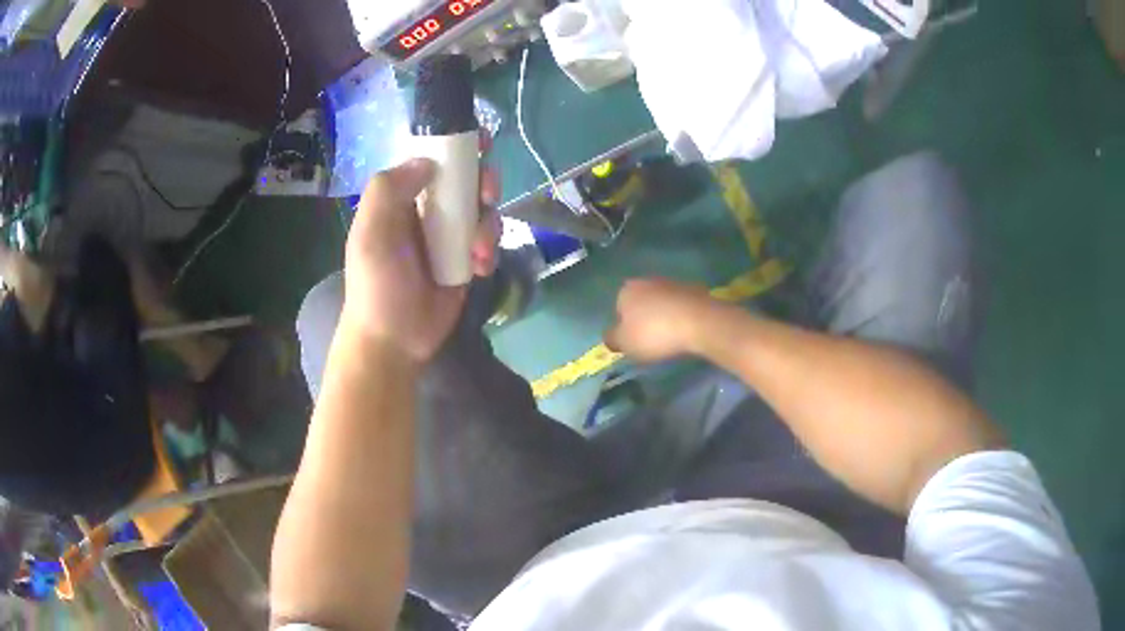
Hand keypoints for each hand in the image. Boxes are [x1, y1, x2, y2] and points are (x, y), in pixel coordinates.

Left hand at [340, 158, 500, 364]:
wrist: (394, 340)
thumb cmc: (377, 284)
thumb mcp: (371, 232)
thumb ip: (390, 189)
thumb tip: (428, 162)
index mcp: (402, 197)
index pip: (433, 158)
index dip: (457, 144)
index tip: (480, 141)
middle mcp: (428, 209)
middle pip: (467, 178)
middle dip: (483, 182)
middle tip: (487, 196)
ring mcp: (449, 235)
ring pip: (483, 209)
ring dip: (488, 225)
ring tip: (475, 252)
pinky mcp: (467, 259)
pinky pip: (489, 240)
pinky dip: (490, 249)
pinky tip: (479, 268)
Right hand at [605, 278, 716, 363]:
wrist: (699, 322)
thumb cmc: (654, 333)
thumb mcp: (625, 343)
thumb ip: (612, 339)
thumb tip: (610, 336)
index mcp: (626, 290)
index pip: (619, 309)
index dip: (625, 327)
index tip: (634, 342)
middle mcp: (647, 281)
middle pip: (641, 303)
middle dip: (644, 318)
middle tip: (651, 340)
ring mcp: (672, 283)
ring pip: (662, 303)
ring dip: (664, 316)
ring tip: (671, 337)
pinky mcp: (694, 289)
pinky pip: (681, 306)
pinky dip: (681, 316)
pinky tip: (686, 331)